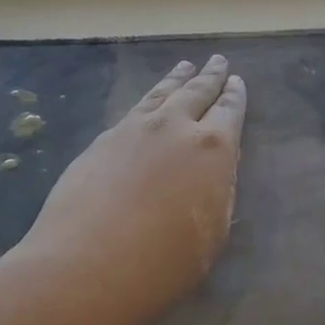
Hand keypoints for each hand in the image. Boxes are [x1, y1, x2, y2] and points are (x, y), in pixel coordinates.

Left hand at [15, 55, 246, 324]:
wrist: (86, 263)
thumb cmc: (162, 262)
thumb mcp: (211, 233)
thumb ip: (216, 191)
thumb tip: (213, 167)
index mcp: (212, 149)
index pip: (229, 112)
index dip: (235, 97)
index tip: (238, 82)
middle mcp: (175, 126)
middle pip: (196, 91)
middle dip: (210, 76)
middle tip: (217, 61)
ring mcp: (134, 129)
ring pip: (161, 94)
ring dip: (176, 79)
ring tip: (185, 66)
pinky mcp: (102, 139)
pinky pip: (134, 110)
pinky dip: (148, 100)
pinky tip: (147, 104)